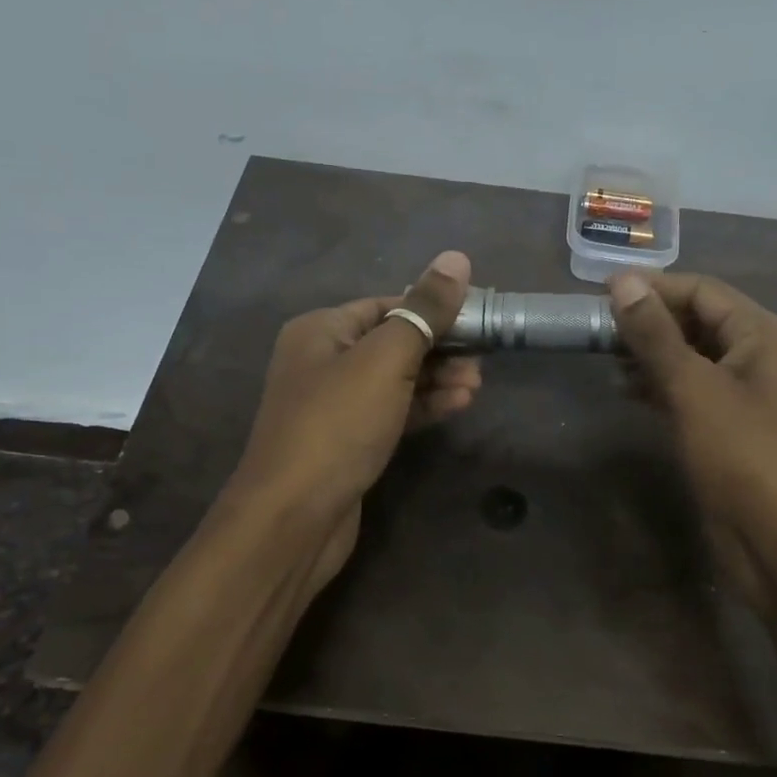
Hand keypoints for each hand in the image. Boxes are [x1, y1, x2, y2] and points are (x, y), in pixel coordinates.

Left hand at [228, 251, 479, 590]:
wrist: (293, 519)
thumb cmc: (338, 424)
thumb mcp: (386, 359)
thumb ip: (424, 310)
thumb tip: (456, 258)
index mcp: (321, 330)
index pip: (388, 304)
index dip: (433, 308)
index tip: (478, 318)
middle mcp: (323, 360)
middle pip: (393, 341)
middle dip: (440, 347)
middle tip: (483, 358)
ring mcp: (335, 404)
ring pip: (396, 379)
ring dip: (437, 379)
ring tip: (477, 385)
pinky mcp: (349, 441)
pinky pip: (392, 411)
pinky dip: (423, 406)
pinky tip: (457, 405)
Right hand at [608, 271, 776, 551]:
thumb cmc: (745, 458)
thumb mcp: (695, 389)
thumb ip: (656, 335)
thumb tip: (623, 281)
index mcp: (764, 335)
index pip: (702, 291)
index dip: (653, 287)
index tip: (600, 292)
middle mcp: (762, 356)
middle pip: (699, 321)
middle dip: (650, 321)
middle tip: (597, 328)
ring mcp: (749, 395)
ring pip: (694, 357)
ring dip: (652, 354)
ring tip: (606, 358)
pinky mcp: (734, 429)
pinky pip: (695, 391)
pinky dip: (663, 385)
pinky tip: (628, 391)